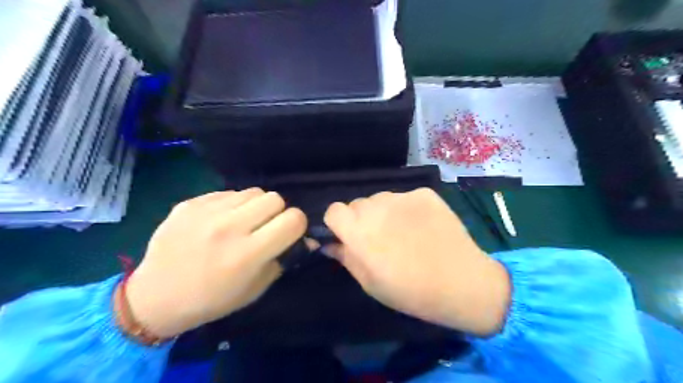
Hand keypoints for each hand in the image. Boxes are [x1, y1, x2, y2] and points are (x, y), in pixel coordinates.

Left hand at [124, 189, 306, 337]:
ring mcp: (206, 212)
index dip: (297, 225)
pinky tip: (219, 221)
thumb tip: (307, 240)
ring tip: (242, 222)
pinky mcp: (190, 203)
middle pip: (275, 198)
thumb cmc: (212, 299)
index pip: (293, 219)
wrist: (156, 297)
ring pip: (253, 191)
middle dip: (277, 212)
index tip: (288, 233)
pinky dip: (232, 204)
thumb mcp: (256, 289)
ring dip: (255, 206)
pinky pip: (227, 192)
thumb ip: (284, 259)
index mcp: (248, 253)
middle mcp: (229, 227)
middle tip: (264, 227)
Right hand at [324, 188, 509, 334]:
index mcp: (359, 231)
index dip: (338, 223)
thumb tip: (330, 244)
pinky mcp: (424, 193)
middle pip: (357, 204)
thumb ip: (346, 258)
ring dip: (383, 212)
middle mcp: (376, 207)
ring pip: (380, 199)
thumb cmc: (411, 291)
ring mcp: (402, 196)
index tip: (348, 236)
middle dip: (361, 219)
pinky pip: (405, 197)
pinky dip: (407, 209)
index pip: (333, 210)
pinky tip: (422, 226)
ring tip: (403, 232)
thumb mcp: (370, 283)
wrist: (462, 283)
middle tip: (379, 239)